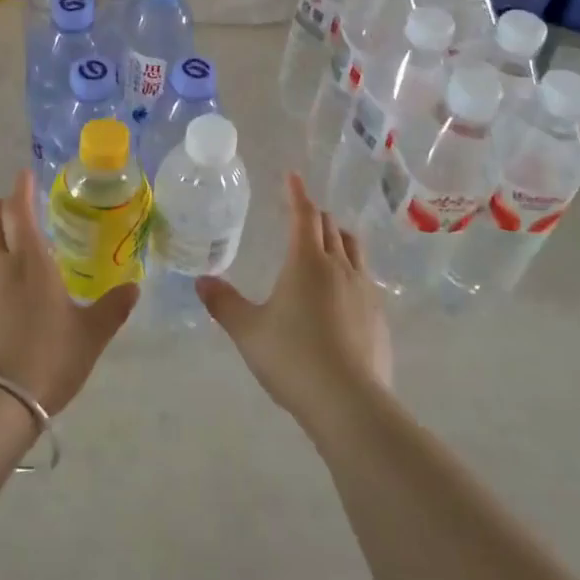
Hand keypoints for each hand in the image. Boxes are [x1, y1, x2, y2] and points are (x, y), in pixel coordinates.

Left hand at [0, 168, 137, 415]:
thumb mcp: (91, 335)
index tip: (25, 175)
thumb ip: (113, 307)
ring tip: (3, 246)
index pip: (18, 208)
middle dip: (1, 207)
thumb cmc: (49, 358)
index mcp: (30, 260)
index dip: (20, 188)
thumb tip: (134, 287)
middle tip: (18, 210)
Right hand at [197, 173, 392, 434]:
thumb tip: (200, 280)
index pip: (303, 214)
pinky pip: (365, 276)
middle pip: (330, 227)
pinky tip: (343, 290)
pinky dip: (352, 268)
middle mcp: (339, 266)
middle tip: (301, 214)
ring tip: (327, 242)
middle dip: (315, 215)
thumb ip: (224, 304)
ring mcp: (364, 290)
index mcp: (306, 261)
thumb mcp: (248, 331)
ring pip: (353, 248)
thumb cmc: (293, 358)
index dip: (297, 193)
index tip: (292, 176)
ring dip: (338, 237)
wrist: (350, 403)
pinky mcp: (379, 315)